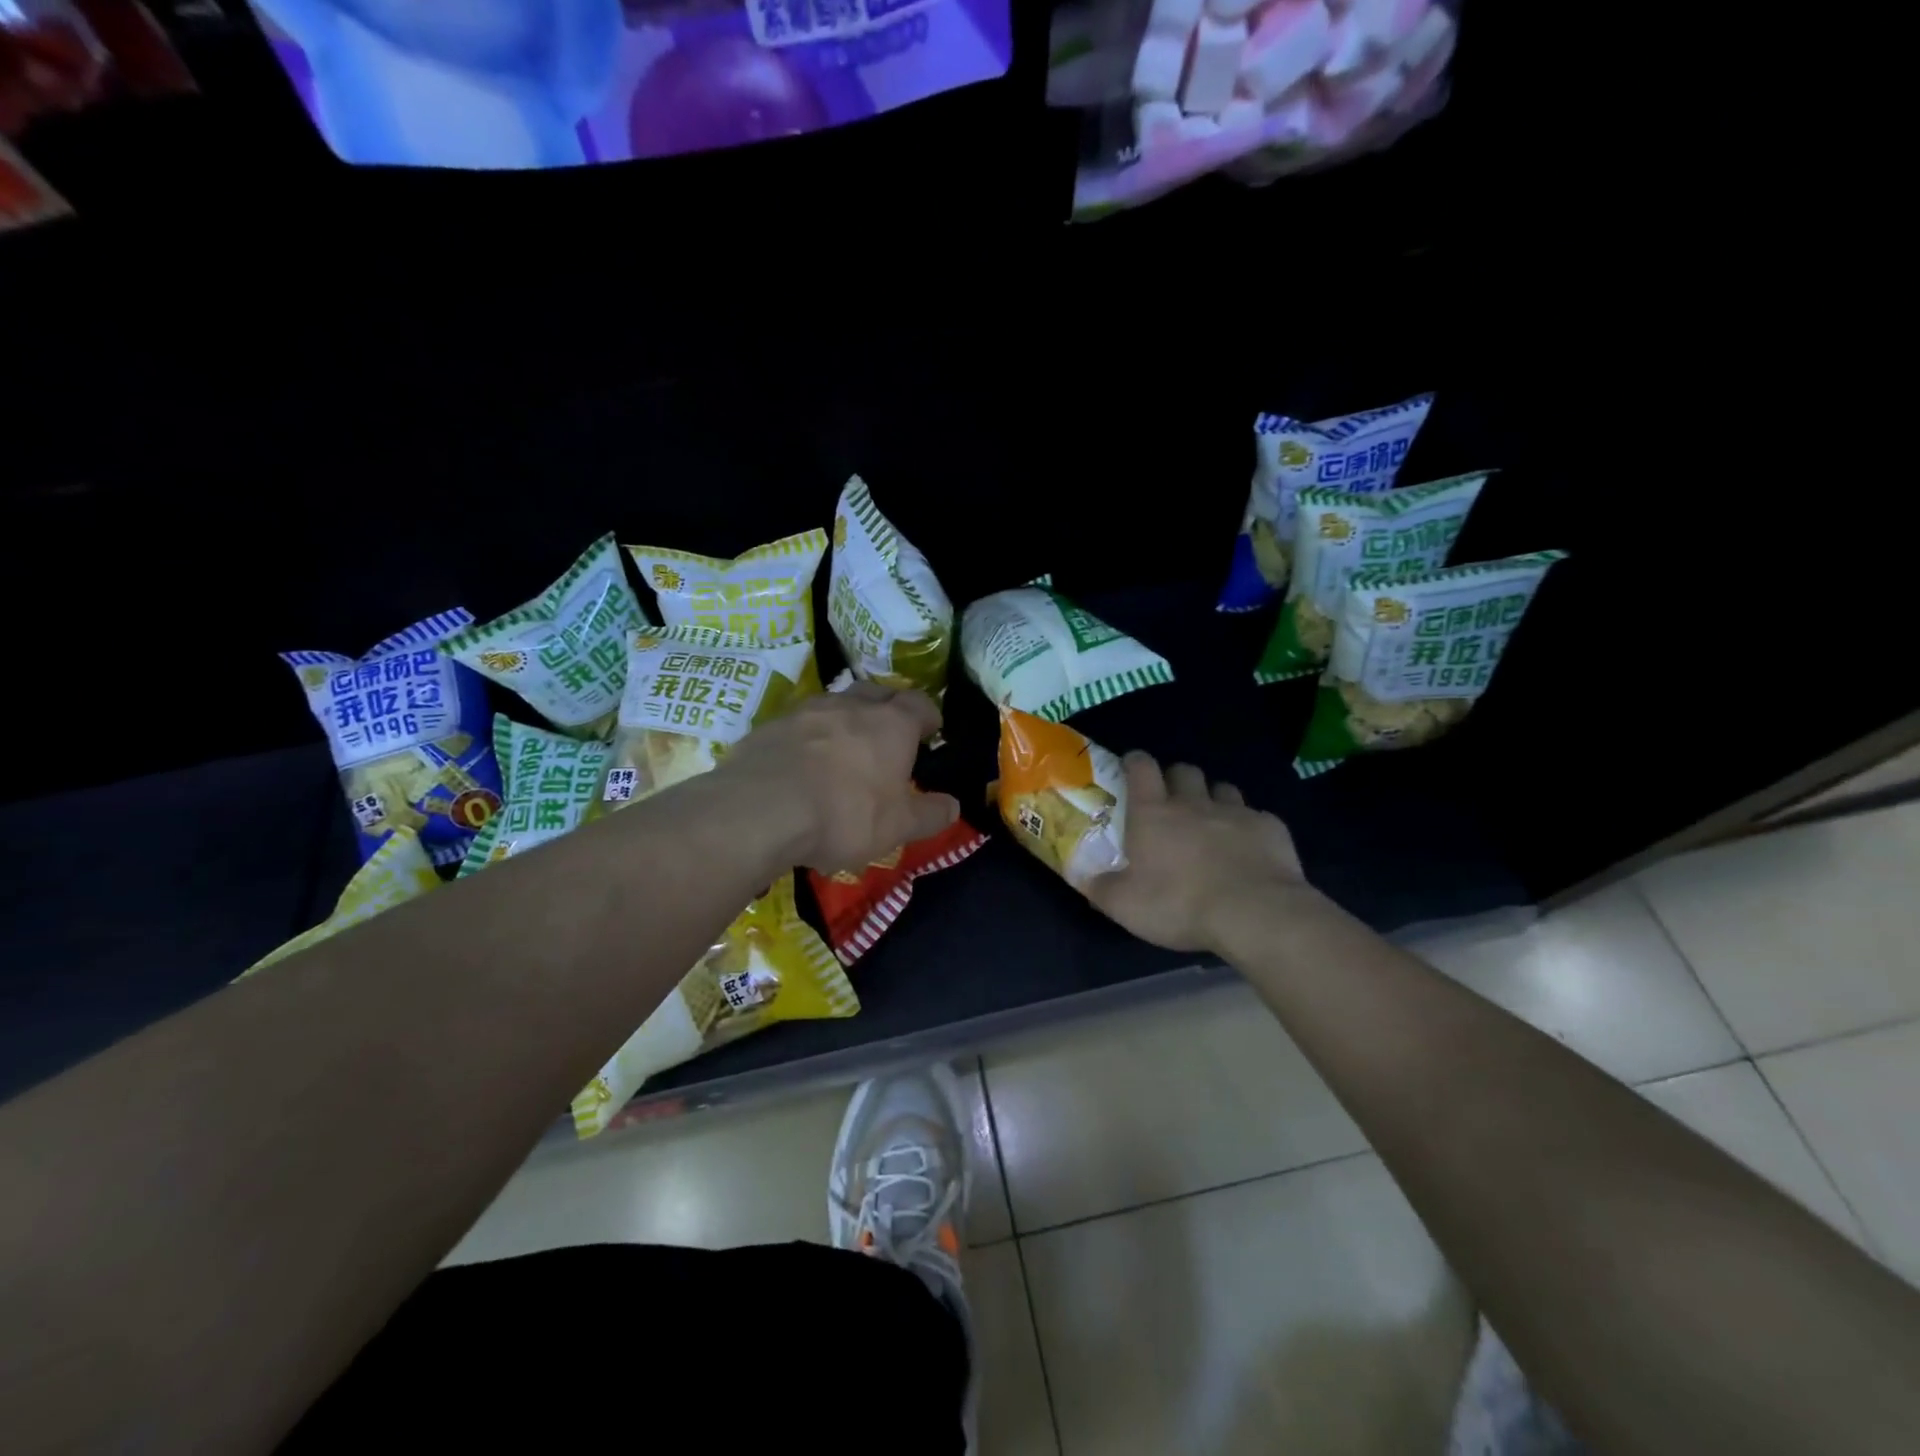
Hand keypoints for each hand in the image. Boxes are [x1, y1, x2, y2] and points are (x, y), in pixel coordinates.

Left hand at [720, 682, 960, 873]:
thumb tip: (953, 806)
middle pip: (877, 693)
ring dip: (845, 720)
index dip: (928, 716)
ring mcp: (806, 711)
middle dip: (888, 708)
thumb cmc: (845, 814)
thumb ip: (930, 815)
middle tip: (890, 734)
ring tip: (845, 748)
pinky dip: (809, 737)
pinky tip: (803, 763)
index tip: (931, 732)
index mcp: (891, 724)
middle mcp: (851, 706)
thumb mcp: (899, 826)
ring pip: (835, 704)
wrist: (762, 809)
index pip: (920, 704)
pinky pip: (799, 724)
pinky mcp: (770, 726)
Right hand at [1083, 752, 1308, 953]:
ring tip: (1210, 822)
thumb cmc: (1179, 905)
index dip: (1135, 762)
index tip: (1131, 767)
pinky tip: (1247, 849)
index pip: (1141, 768)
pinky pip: (1255, 816)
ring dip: (1212, 798)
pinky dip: (1247, 827)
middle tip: (1170, 802)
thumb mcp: (1125, 906)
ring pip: (1221, 788)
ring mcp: (1236, 812)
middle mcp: (1193, 803)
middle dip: (1175, 779)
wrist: (1255, 914)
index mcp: (1153, 813)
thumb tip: (1081, 876)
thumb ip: (1100, 888)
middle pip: (1183, 770)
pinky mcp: (1270, 827)